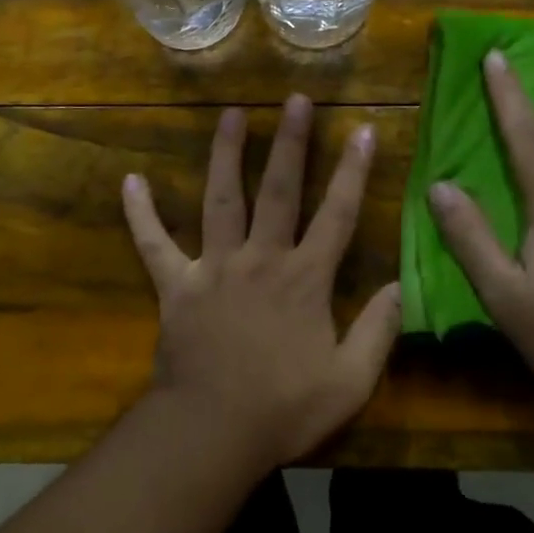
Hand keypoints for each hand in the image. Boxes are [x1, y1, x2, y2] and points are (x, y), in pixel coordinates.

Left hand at [122, 95, 401, 471]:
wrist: (211, 433)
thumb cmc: (284, 410)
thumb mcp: (350, 382)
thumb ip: (379, 331)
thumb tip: (402, 286)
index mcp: (304, 279)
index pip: (337, 214)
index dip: (353, 171)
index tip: (362, 130)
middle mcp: (260, 259)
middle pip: (278, 190)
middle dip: (291, 143)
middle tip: (295, 100)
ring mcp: (213, 268)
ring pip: (221, 199)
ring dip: (225, 155)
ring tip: (230, 114)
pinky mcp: (175, 286)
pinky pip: (154, 244)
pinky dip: (141, 214)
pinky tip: (131, 181)